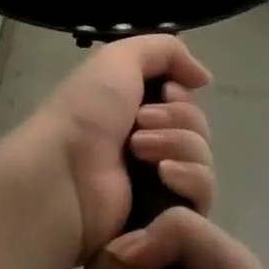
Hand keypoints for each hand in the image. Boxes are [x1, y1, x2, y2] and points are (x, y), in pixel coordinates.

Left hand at [21, 35, 214, 256]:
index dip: (181, 96)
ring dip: (178, 145)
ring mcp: (157, 184)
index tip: (166, 93)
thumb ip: (165, 51)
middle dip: (178, 119)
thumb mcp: (119, 58)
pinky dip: (189, 178)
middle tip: (140, 123)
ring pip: (203, 159)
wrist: (65, 173)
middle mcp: (147, 145)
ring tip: (139, 151)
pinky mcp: (166, 218)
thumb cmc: (86, 113)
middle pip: (198, 128)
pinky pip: (202, 195)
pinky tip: (163, 175)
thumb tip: (203, 78)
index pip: (184, 103)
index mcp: (133, 111)